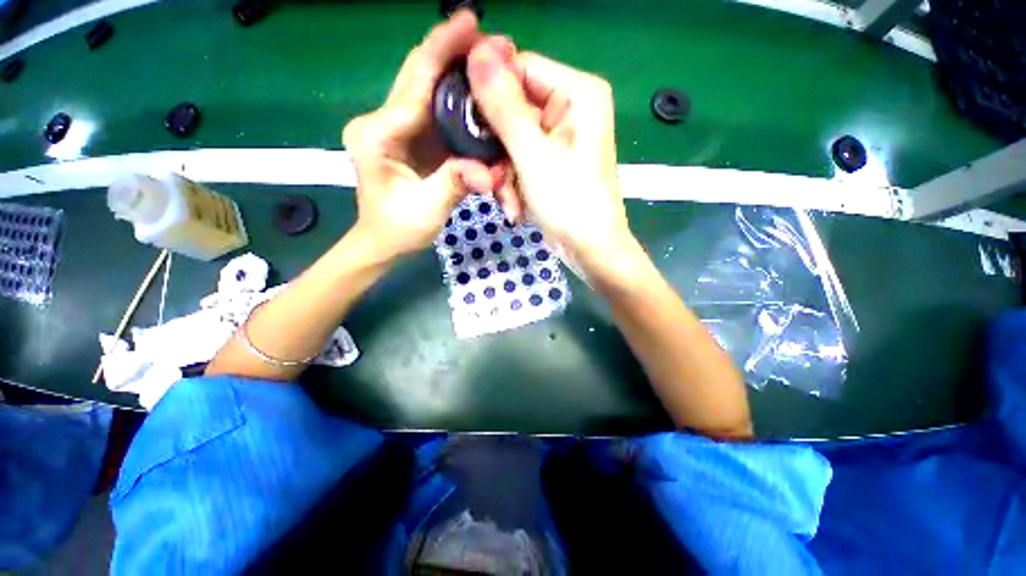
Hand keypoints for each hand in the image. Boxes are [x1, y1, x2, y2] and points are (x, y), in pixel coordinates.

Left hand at [342, 10, 504, 260]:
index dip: (442, 49)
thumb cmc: (398, 229)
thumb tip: (490, 171)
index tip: (470, 20)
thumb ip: (455, 184)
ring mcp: (395, 128)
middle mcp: (382, 121)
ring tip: (487, 60)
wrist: (383, 242)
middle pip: (418, 75)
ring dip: (455, 71)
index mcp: (379, 133)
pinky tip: (475, 92)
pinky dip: (455, 98)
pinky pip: (434, 110)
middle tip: (488, 39)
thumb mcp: (427, 211)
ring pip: (426, 88)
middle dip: (451, 51)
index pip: (415, 82)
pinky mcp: (409, 138)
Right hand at [466, 40, 640, 284]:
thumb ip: (505, 107)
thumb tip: (476, 52)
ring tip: (507, 198)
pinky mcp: (550, 161)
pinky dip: (513, 183)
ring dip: (503, 173)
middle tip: (491, 176)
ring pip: (511, 140)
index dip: (489, 92)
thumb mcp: (534, 156)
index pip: (519, 67)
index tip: (467, 124)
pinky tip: (516, 207)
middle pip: (513, 108)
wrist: (590, 251)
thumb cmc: (570, 204)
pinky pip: (520, 160)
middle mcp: (570, 108)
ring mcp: (559, 137)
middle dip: (498, 148)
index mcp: (578, 93)